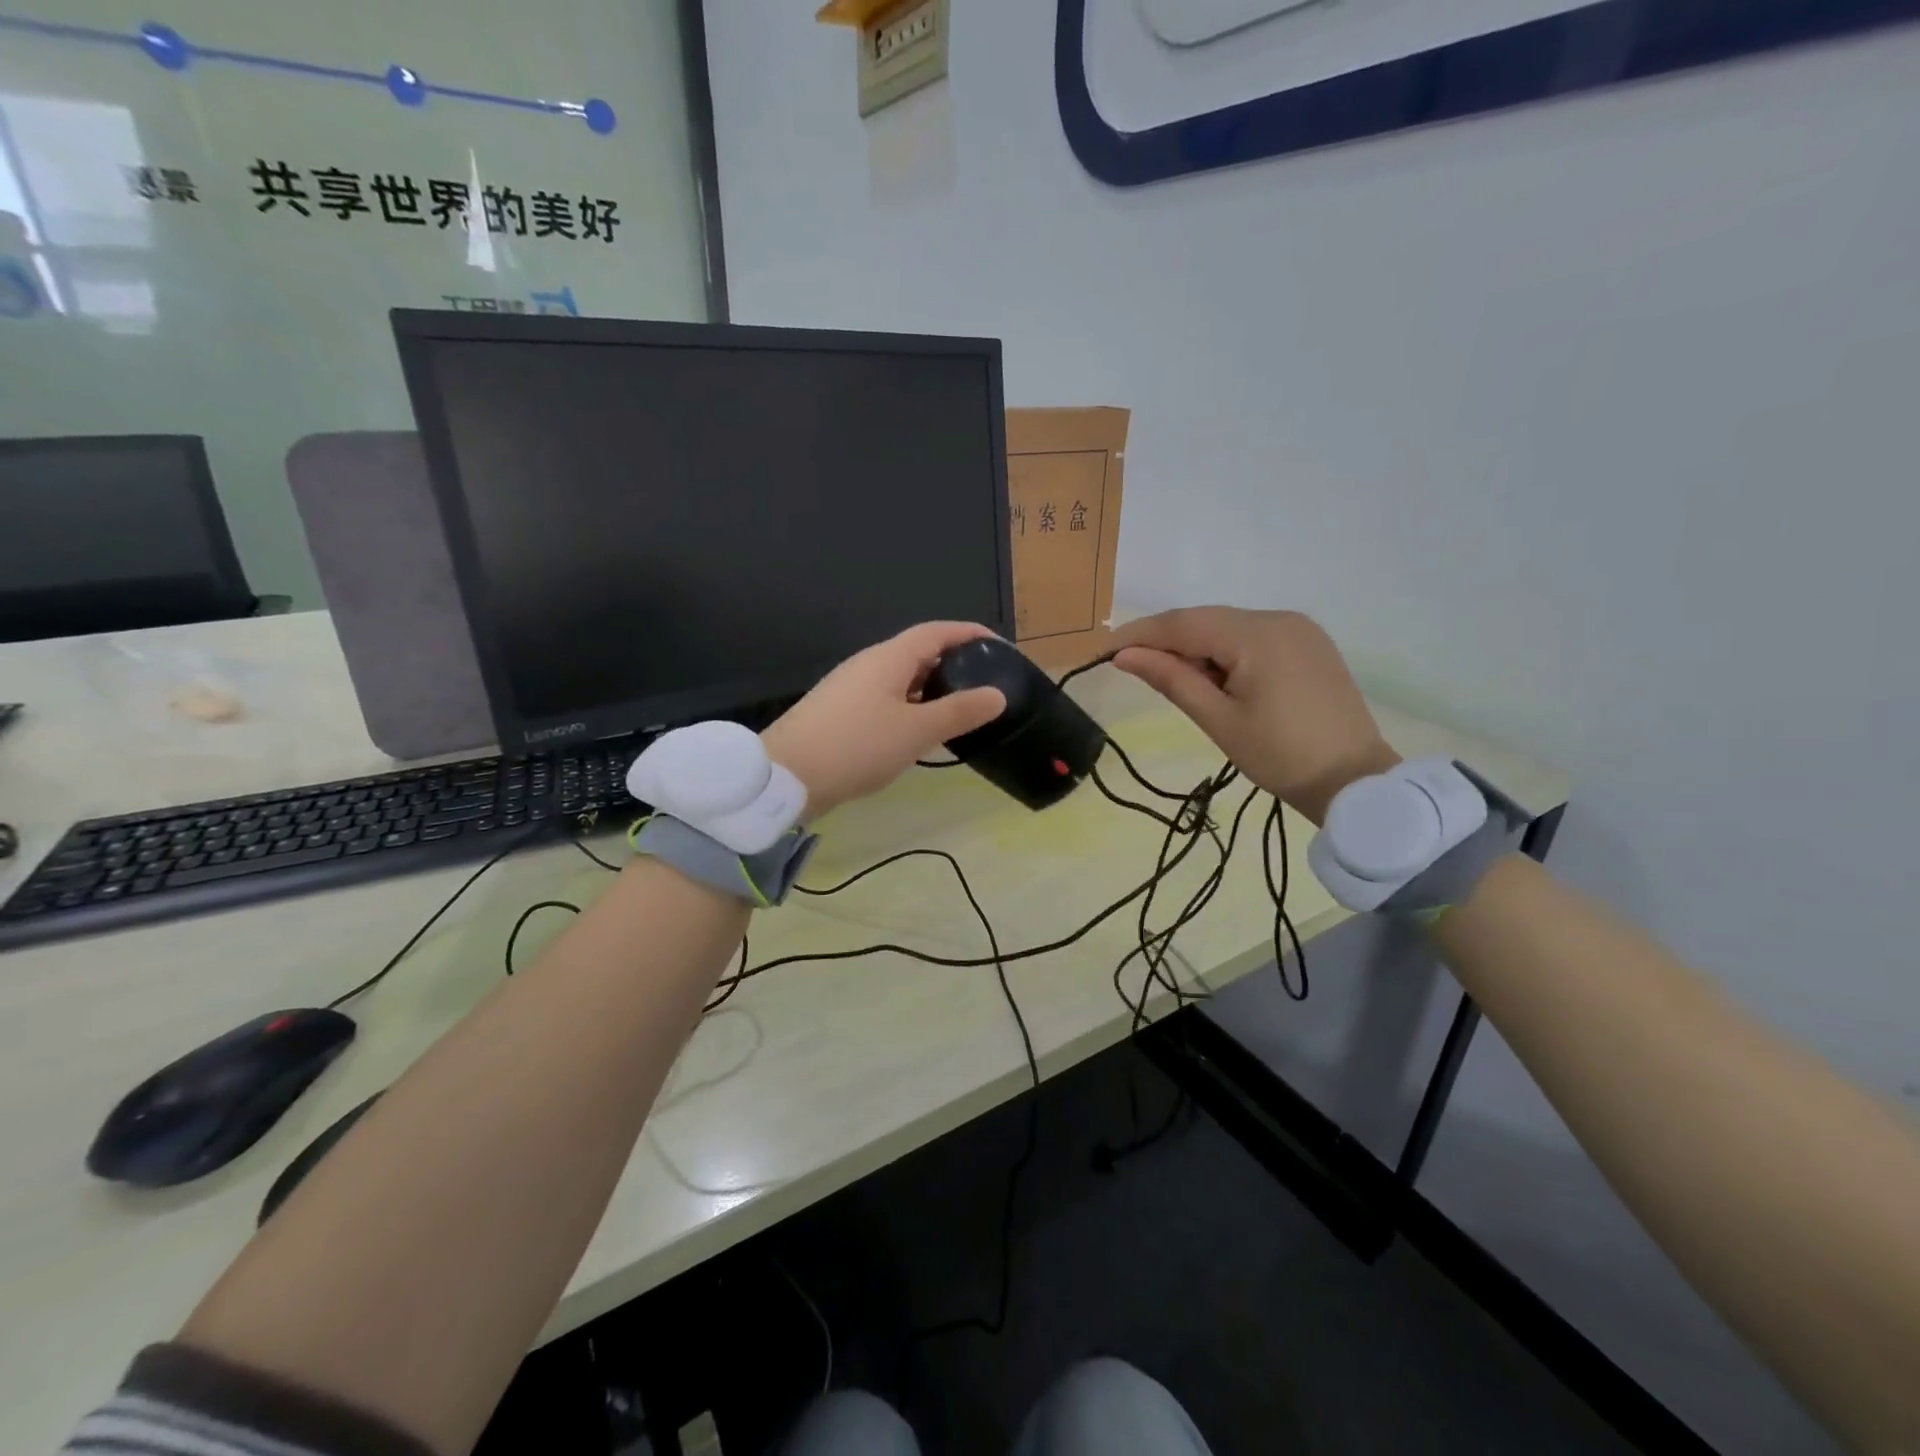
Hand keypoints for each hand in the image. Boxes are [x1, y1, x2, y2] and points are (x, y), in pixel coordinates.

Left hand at [762, 622, 1007, 818]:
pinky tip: (920, 731)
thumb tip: (997, 695)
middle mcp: (869, 664)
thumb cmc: (857, 746)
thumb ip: (959, 711)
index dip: (969, 634)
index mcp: (889, 658)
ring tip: (960, 709)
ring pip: (902, 678)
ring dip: (932, 688)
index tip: (1000, 646)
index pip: (937, 631)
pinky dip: (911, 706)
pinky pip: (886, 698)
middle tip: (985, 683)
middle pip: (918, 652)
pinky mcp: (841, 712)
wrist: (786, 776)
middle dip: (953, 662)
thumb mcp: (916, 731)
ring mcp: (851, 687)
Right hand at [1111, 607, 1399, 825]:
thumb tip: (1124, 655)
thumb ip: (1171, 679)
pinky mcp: (1308, 643)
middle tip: (1133, 668)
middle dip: (1167, 642)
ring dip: (1196, 648)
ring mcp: (1298, 628)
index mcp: (1257, 636)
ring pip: (1228, 627)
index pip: (1183, 623)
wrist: (1353, 781)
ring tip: (1179, 683)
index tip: (1105, 650)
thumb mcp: (1218, 720)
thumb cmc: (1279, 756)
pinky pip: (1252, 637)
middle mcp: (1279, 619)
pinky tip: (1216, 679)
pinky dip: (1225, 652)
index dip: (1140, 634)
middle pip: (1205, 620)